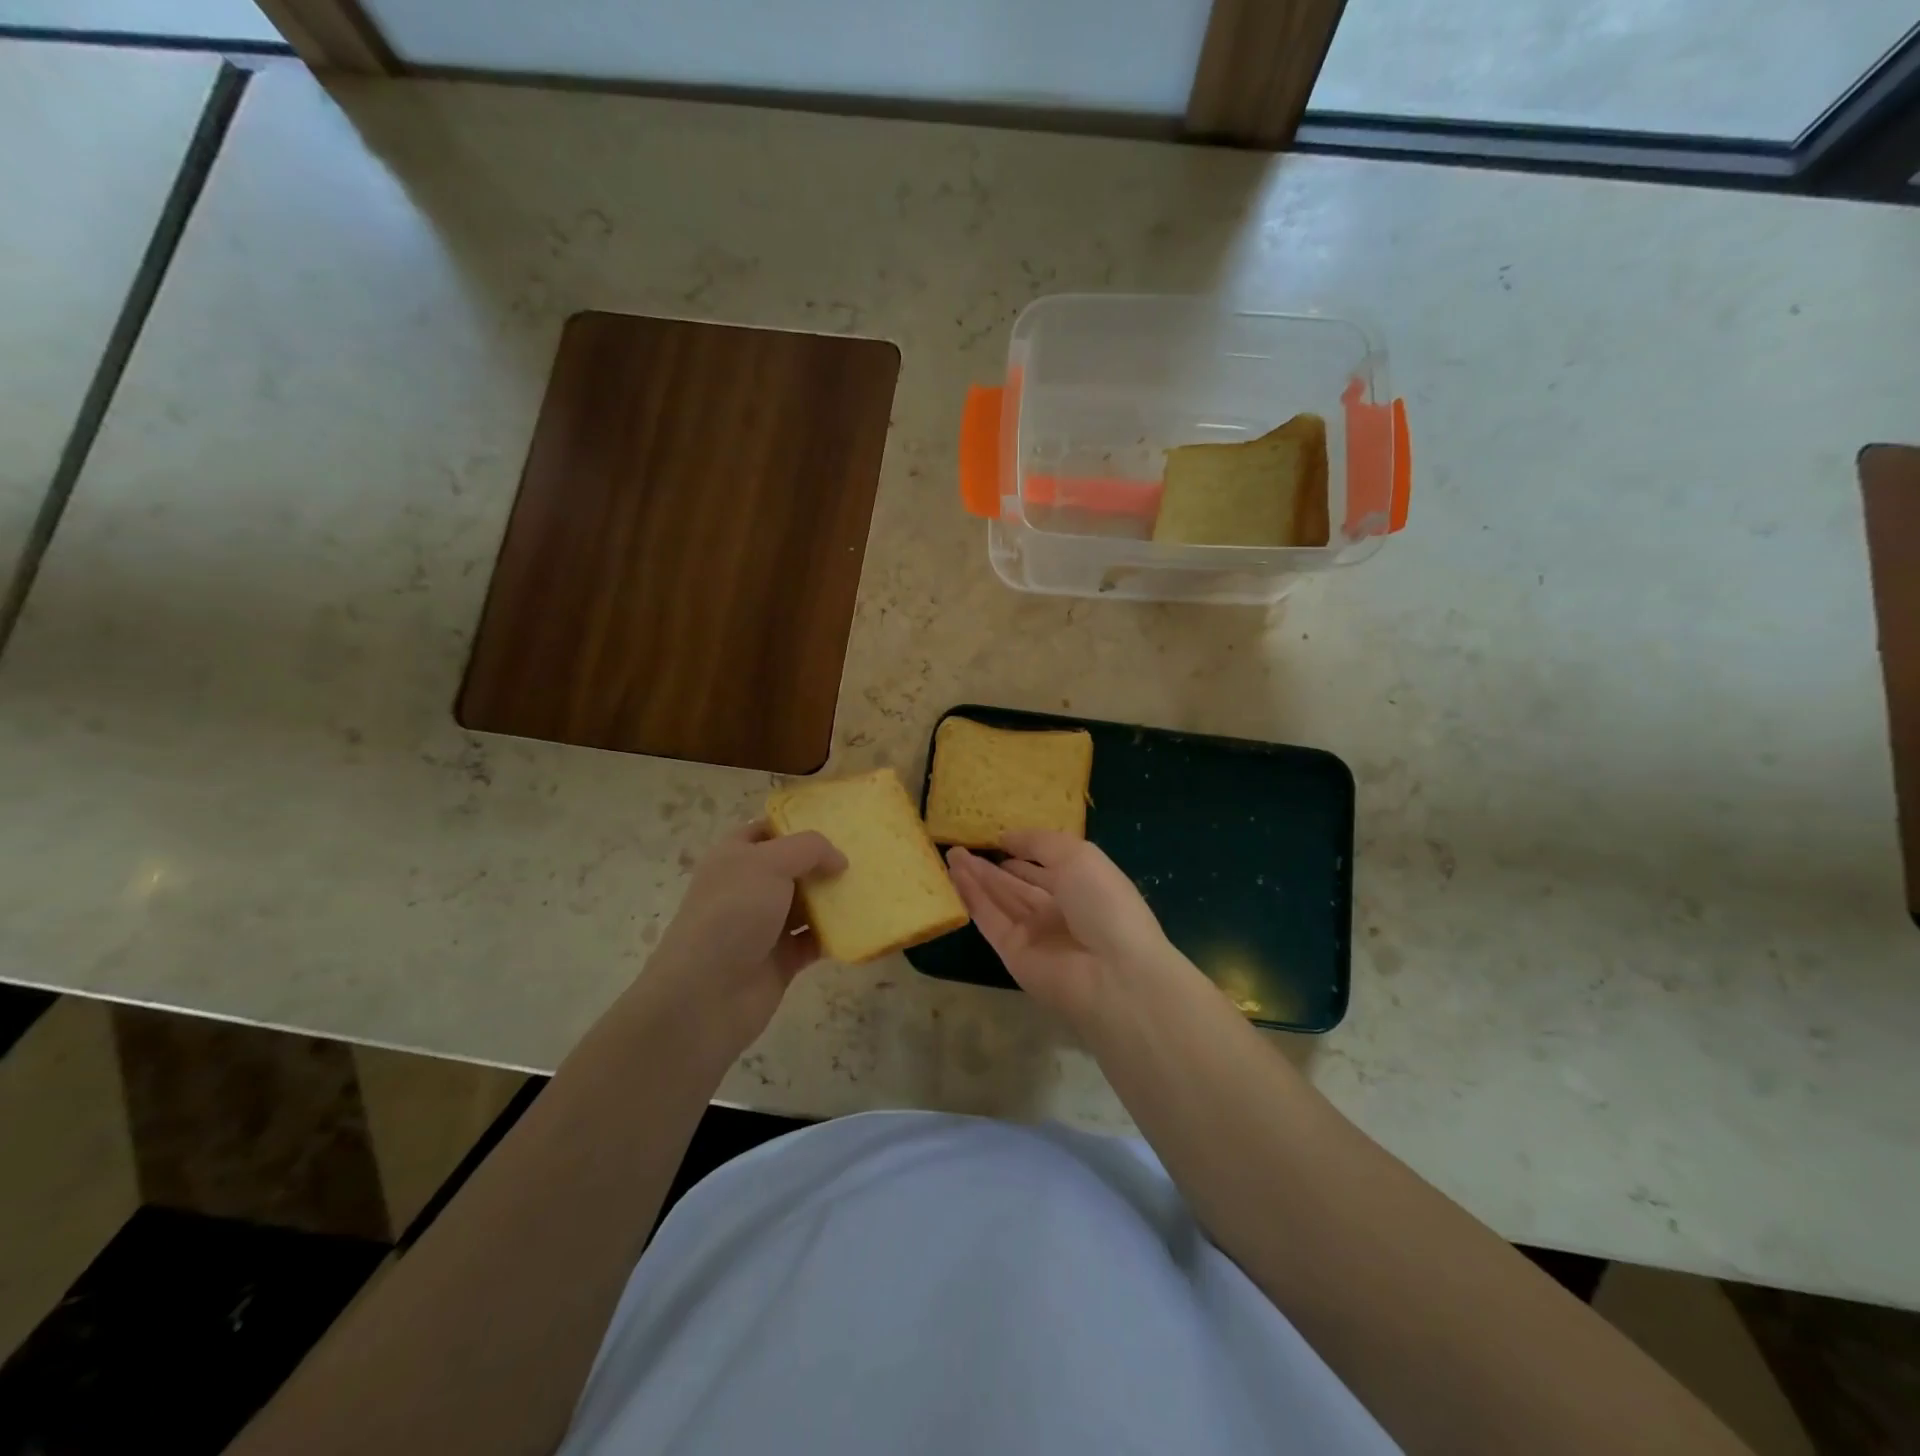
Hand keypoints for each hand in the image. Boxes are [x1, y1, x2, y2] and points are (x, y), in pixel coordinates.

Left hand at [639, 820, 845, 1052]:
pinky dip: (835, 934)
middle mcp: (748, 887)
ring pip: (807, 904)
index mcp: (734, 857)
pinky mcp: (781, 959)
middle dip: (824, 861)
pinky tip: (862, 924)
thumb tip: (839, 860)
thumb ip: (809, 849)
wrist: (705, 996)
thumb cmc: (732, 914)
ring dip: (834, 898)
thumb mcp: (769, 864)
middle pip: (793, 867)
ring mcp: (764, 925)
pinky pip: (815, 940)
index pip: (767, 830)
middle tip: (864, 854)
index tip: (837, 822)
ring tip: (871, 886)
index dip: (797, 823)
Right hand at [946, 831, 1175, 1024]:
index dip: (1022, 852)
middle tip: (959, 846)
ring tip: (950, 855)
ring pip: (999, 900)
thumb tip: (1006, 837)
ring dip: (976, 878)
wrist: (1113, 973)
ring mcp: (1035, 934)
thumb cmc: (1104, 903)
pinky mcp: (1013, 954)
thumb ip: (1039, 842)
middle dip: (991, 866)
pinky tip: (955, 876)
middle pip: (1017, 885)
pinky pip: (990, 920)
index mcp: (1083, 886)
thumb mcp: (1078, 856)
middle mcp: (1058, 911)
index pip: (1046, 867)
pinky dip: (973, 898)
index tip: (994, 837)